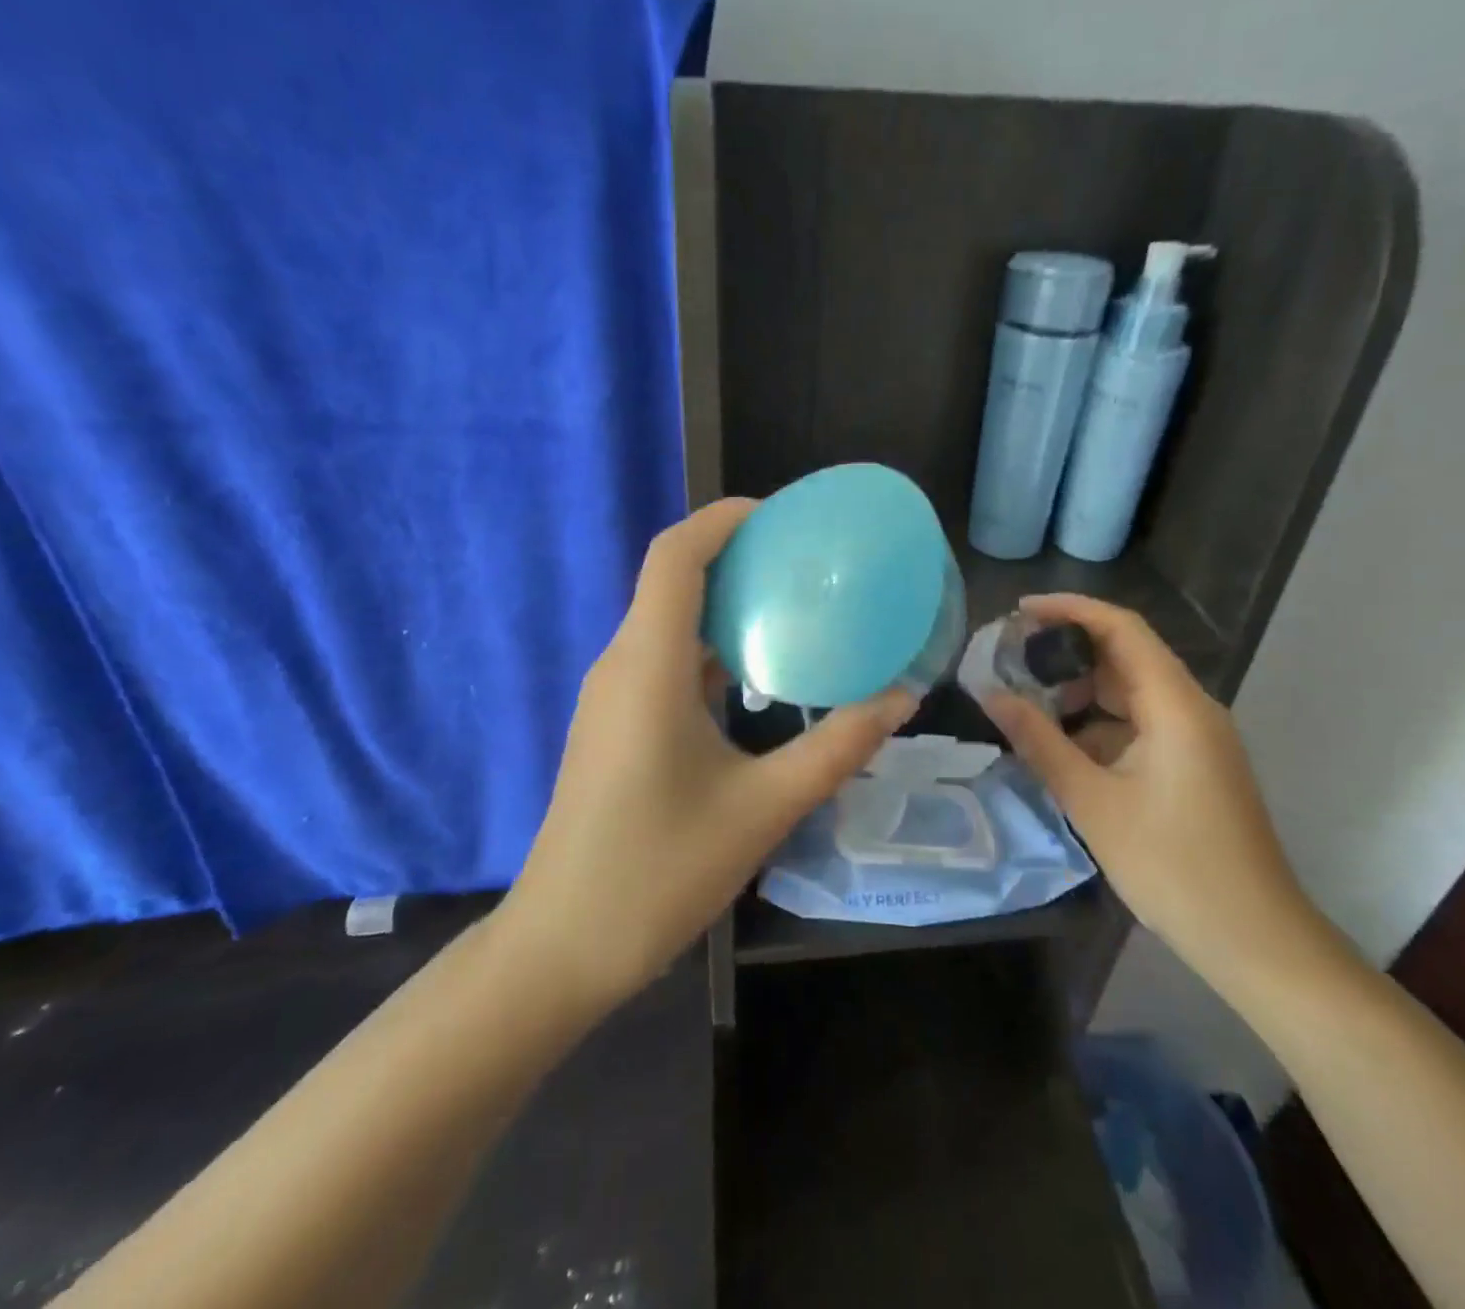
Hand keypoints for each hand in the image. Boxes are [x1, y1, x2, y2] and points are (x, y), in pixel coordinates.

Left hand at [504, 498, 915, 1006]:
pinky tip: (759, 671)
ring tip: (796, 606)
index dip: (725, 519)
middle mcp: (622, 664)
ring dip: (726, 601)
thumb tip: (900, 699)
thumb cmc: (660, 872)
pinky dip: (712, 644)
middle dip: (738, 554)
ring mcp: (612, 694)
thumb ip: (837, 748)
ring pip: (669, 619)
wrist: (564, 946)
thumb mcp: (765, 808)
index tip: (785, 517)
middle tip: (809, 561)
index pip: (675, 555)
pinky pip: (665, 657)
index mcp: (649, 666)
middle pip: (673, 577)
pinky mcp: (616, 722)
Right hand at [979, 593, 1324, 987]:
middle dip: (1068, 650)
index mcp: (1175, 705)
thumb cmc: (1171, 865)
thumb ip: (1039, 741)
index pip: (1122, 628)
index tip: (1020, 613)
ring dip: (1081, 690)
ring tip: (1026, 700)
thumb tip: (991, 695)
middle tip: (1011, 658)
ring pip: (1131, 692)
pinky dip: (1099, 723)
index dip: (1070, 609)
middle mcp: (1192, 708)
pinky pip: (1140, 724)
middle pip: (1126, 655)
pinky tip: (1061, 745)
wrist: (1254, 938)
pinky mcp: (1194, 764)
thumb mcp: (1091, 800)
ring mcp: (1196, 738)